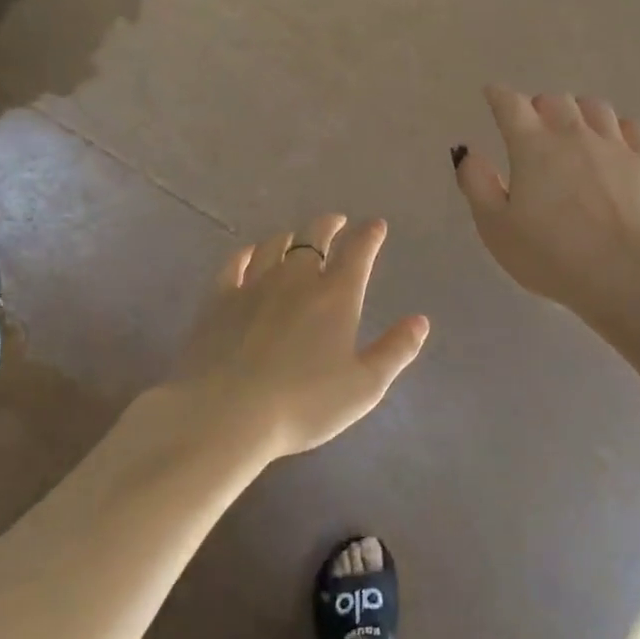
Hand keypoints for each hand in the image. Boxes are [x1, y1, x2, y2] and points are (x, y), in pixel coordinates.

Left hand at [170, 215, 429, 458]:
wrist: (224, 415)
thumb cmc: (303, 405)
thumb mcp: (364, 386)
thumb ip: (396, 350)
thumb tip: (420, 320)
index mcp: (336, 296)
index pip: (358, 251)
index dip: (370, 235)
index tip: (376, 226)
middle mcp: (297, 279)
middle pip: (314, 237)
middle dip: (330, 225)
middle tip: (337, 223)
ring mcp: (254, 286)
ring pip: (275, 245)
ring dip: (291, 237)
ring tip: (296, 238)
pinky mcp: (218, 300)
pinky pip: (235, 263)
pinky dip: (248, 253)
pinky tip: (250, 254)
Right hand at [455, 86, 639, 311]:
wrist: (623, 272)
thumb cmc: (550, 255)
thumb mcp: (495, 227)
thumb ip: (477, 185)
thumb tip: (468, 153)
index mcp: (532, 146)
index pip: (510, 105)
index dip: (499, 96)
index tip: (493, 94)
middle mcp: (573, 134)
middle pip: (555, 101)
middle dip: (539, 107)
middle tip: (533, 125)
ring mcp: (615, 145)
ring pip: (595, 108)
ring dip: (578, 112)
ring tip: (573, 128)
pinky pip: (632, 128)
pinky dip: (617, 128)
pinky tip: (614, 141)